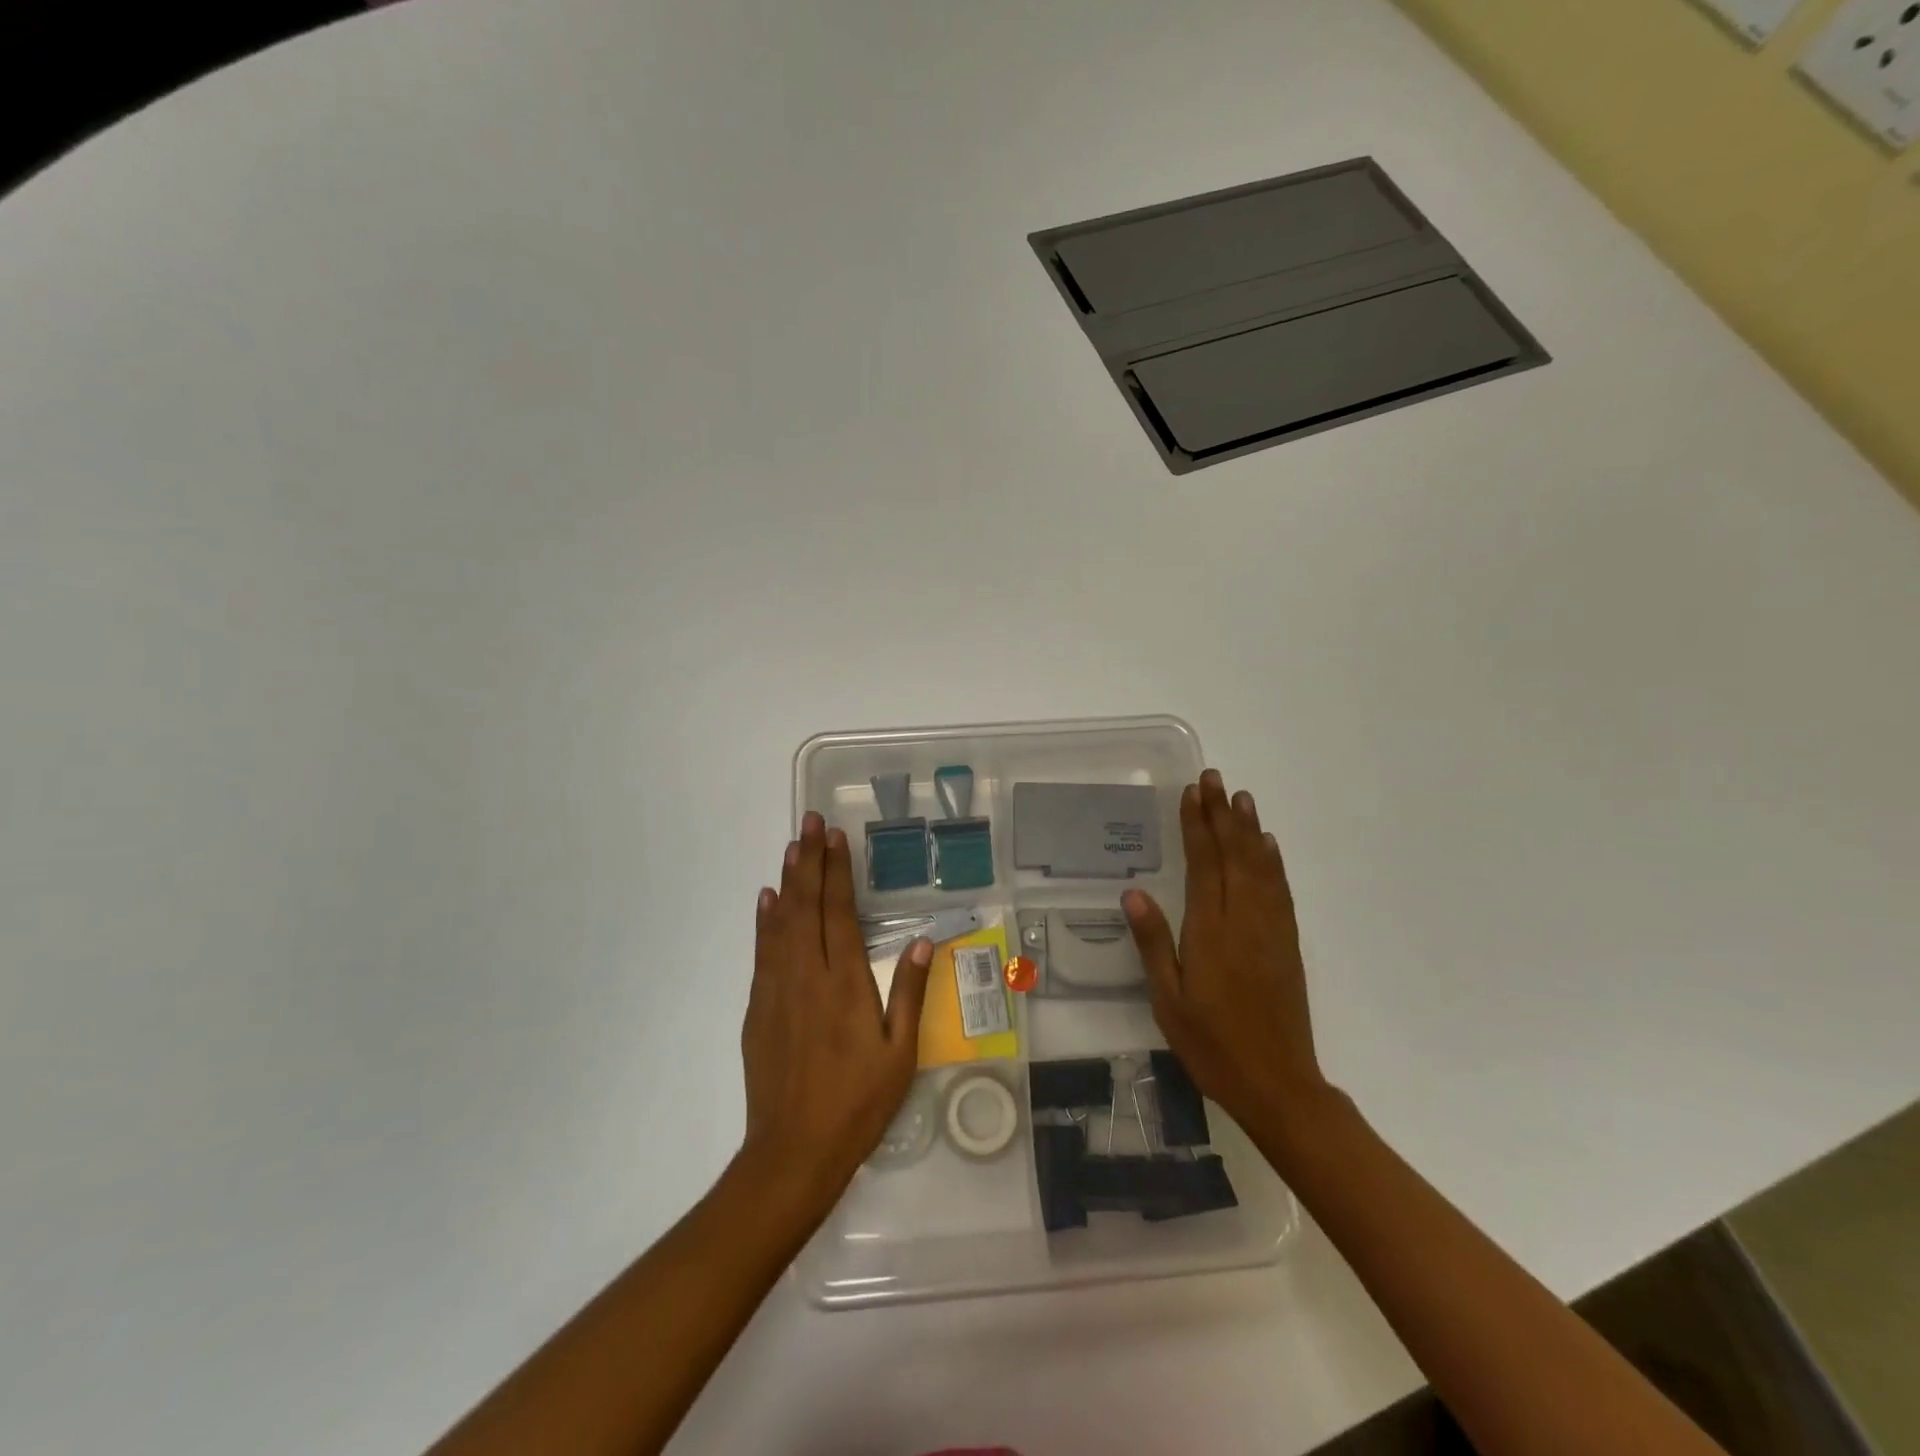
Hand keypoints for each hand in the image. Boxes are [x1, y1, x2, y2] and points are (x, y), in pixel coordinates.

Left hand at [737, 811, 934, 1214]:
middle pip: (805, 905)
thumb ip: (911, 994)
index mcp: (845, 982)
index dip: (837, 871)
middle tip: (809, 822)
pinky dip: (764, 921)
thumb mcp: (900, 1054)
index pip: (838, 911)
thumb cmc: (857, 1104)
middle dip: (808, 860)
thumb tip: (923, 942)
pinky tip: (766, 900)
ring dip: (786, 881)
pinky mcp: (757, 1008)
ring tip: (791, 847)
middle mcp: (806, 975)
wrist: (793, 1152)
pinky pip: (762, 951)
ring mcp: (776, 989)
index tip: (835, 836)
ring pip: (780, 921)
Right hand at [1122, 770, 1329, 1138]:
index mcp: (1210, 930)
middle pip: (1234, 855)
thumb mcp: (1168, 1000)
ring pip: (1260, 866)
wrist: (1278, 1083)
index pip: (1203, 863)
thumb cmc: (1212, 1044)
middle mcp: (1243, 919)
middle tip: (1213, 779)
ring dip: (1249, 829)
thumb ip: (1154, 943)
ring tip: (1240, 797)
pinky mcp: (1288, 944)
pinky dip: (1273, 862)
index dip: (1197, 825)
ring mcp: (1270, 930)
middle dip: (1222, 814)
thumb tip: (1133, 893)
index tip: (1192, 792)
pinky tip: (1268, 846)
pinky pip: (1280, 890)